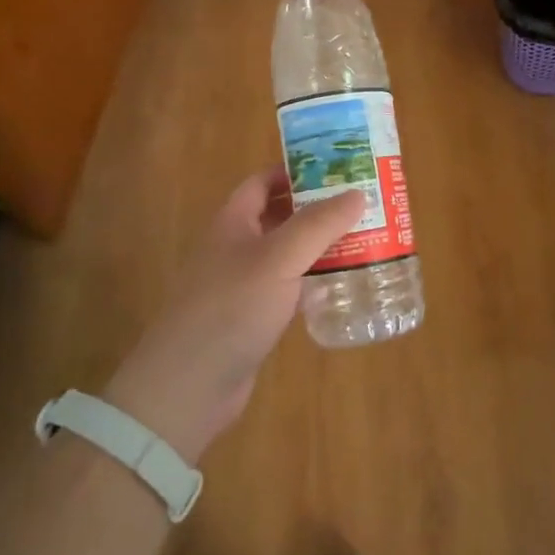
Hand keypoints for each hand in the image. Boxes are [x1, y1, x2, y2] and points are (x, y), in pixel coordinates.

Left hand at [102, 170, 364, 463]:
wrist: (188, 386)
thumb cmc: (231, 308)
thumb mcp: (278, 258)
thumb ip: (319, 224)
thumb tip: (357, 192)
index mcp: (234, 222)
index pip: (264, 182)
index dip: (297, 170)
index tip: (338, 167)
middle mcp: (237, 247)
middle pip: (281, 216)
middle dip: (319, 208)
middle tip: (363, 203)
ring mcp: (245, 285)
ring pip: (289, 254)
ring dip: (322, 246)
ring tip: (366, 238)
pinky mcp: (254, 318)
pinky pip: (290, 289)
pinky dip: (315, 283)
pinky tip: (344, 286)